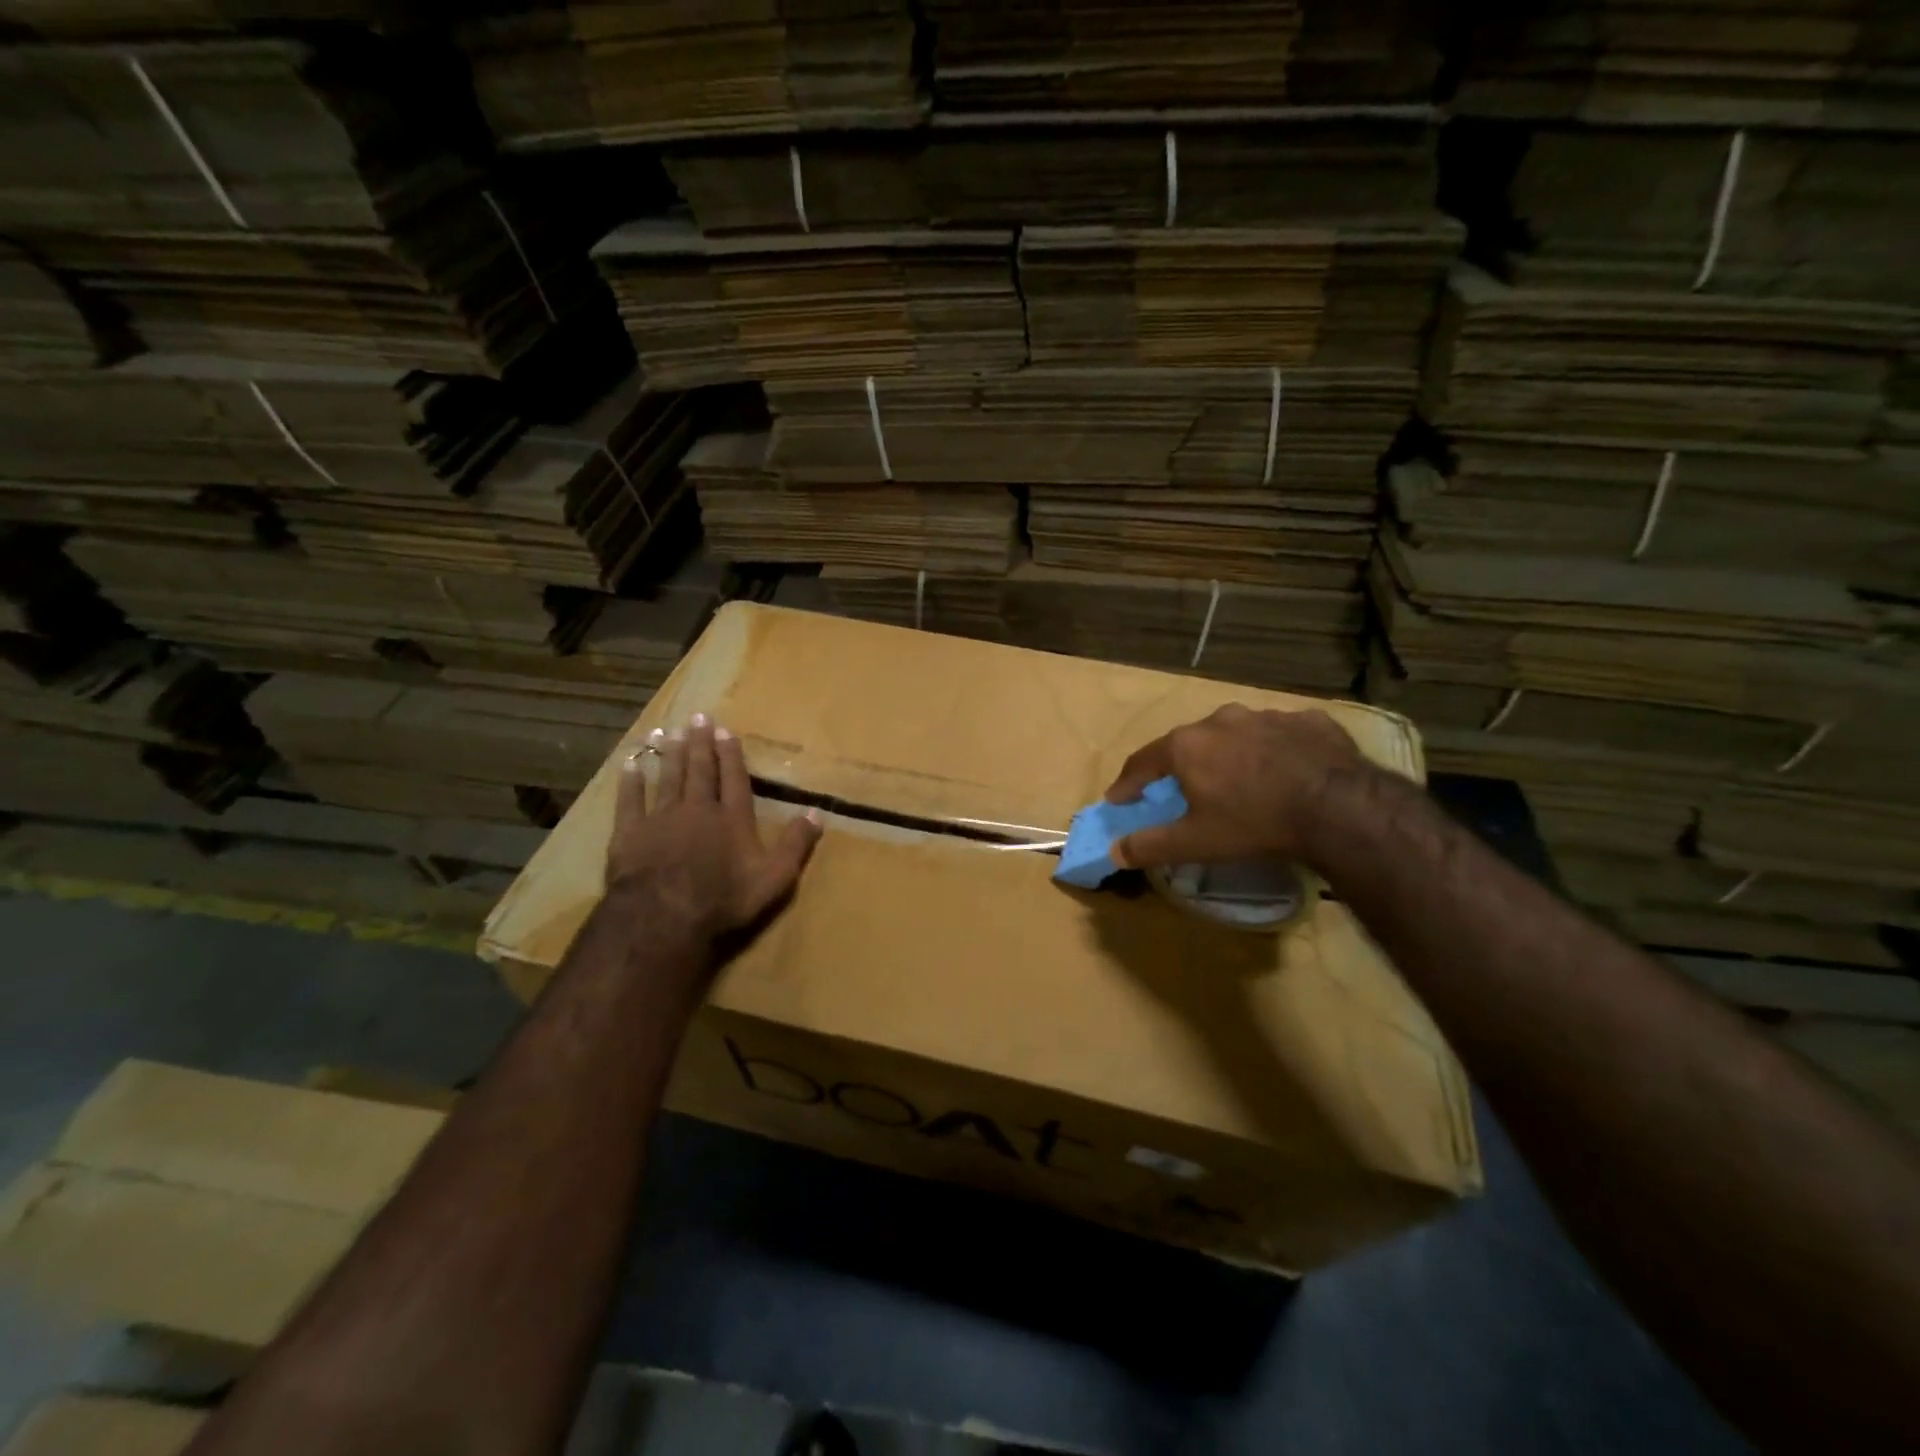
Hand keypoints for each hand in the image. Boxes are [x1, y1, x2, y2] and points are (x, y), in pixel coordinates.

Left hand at [608, 715, 821, 939]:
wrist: (662, 916)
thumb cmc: (723, 899)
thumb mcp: (774, 877)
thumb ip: (795, 844)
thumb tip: (817, 812)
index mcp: (733, 818)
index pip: (734, 778)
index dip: (730, 754)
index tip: (725, 731)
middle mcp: (698, 808)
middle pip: (700, 770)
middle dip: (701, 743)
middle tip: (699, 718)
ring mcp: (661, 818)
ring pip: (668, 778)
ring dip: (672, 754)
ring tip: (672, 732)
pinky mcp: (630, 832)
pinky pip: (630, 800)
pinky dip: (630, 782)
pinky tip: (630, 765)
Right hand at [1104, 704, 1371, 869]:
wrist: (1338, 807)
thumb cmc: (1253, 822)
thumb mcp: (1194, 842)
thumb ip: (1149, 846)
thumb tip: (1114, 851)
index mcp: (1187, 745)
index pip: (1143, 762)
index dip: (1128, 783)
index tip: (1119, 798)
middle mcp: (1221, 720)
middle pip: (1190, 743)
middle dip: (1183, 766)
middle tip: (1184, 790)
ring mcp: (1267, 716)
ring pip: (1238, 735)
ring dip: (1232, 755)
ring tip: (1241, 780)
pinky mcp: (1309, 721)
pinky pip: (1283, 735)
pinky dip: (1276, 751)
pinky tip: (1288, 771)